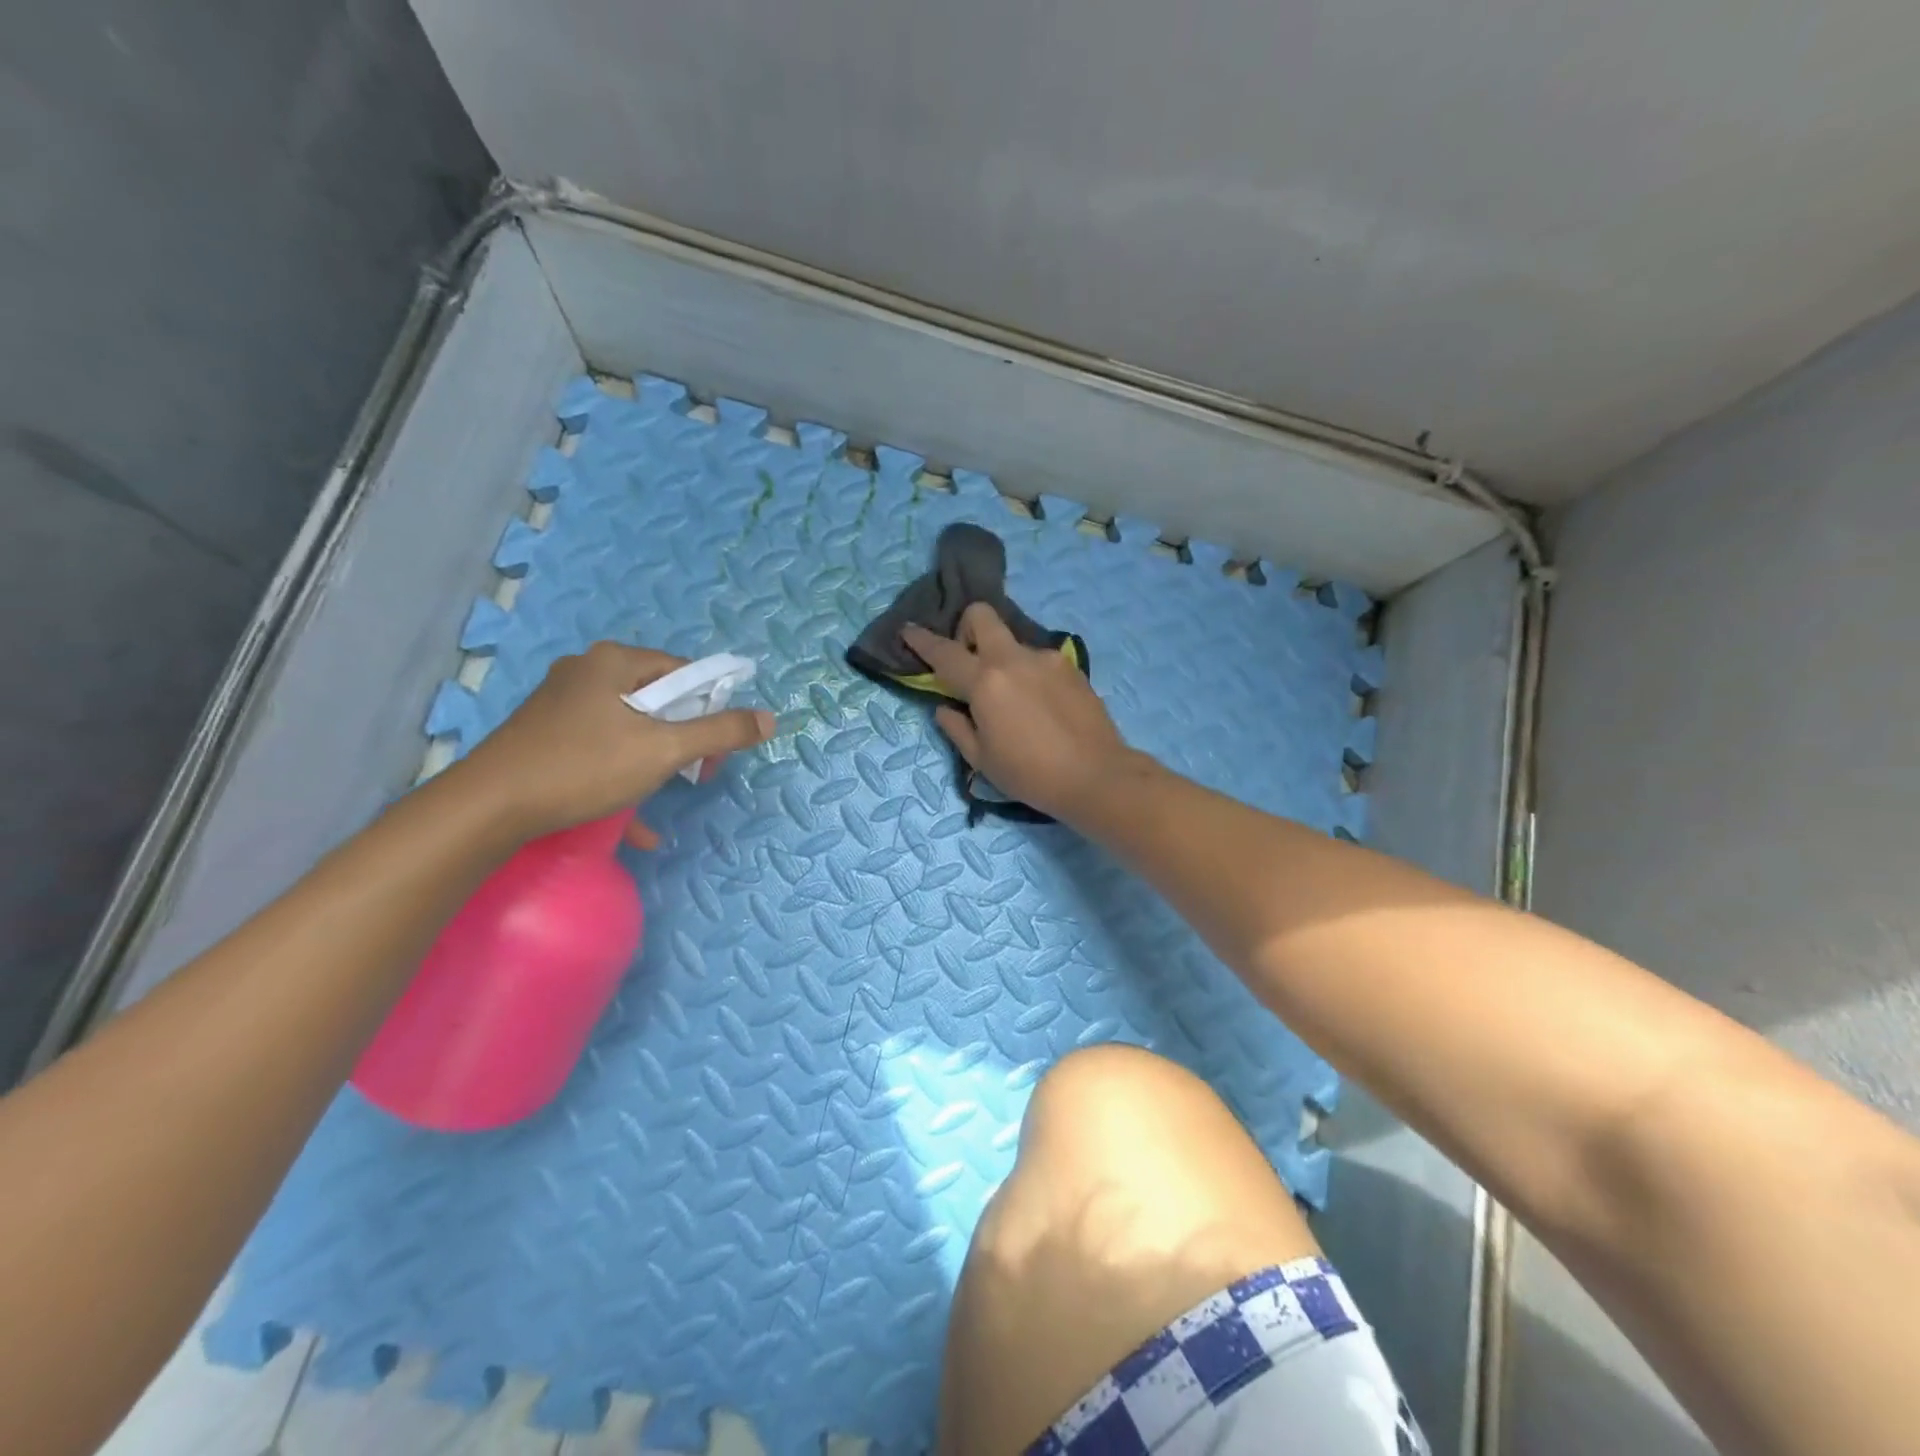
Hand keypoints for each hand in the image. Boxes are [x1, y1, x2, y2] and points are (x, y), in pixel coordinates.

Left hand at [456, 642, 775, 846]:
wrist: (488, 808)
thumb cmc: (583, 767)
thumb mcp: (663, 750)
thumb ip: (720, 732)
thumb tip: (769, 718)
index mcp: (614, 661)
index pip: (684, 672)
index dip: (711, 707)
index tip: (716, 748)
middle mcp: (587, 672)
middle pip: (657, 699)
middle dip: (683, 738)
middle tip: (695, 773)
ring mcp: (561, 704)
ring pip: (629, 727)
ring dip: (655, 762)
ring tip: (666, 794)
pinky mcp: (545, 735)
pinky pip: (600, 748)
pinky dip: (622, 775)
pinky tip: (633, 822)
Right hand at [901, 604, 1134, 822]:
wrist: (1096, 775)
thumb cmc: (1030, 775)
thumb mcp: (982, 760)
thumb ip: (957, 728)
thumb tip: (945, 707)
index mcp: (986, 682)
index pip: (944, 652)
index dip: (921, 640)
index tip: (908, 630)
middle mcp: (1014, 659)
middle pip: (982, 616)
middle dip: (966, 628)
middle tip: (969, 662)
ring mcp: (1047, 659)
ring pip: (1013, 643)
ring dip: (1002, 659)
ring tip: (1013, 700)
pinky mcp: (1071, 667)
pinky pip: (1038, 660)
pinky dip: (1028, 674)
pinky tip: (1040, 706)